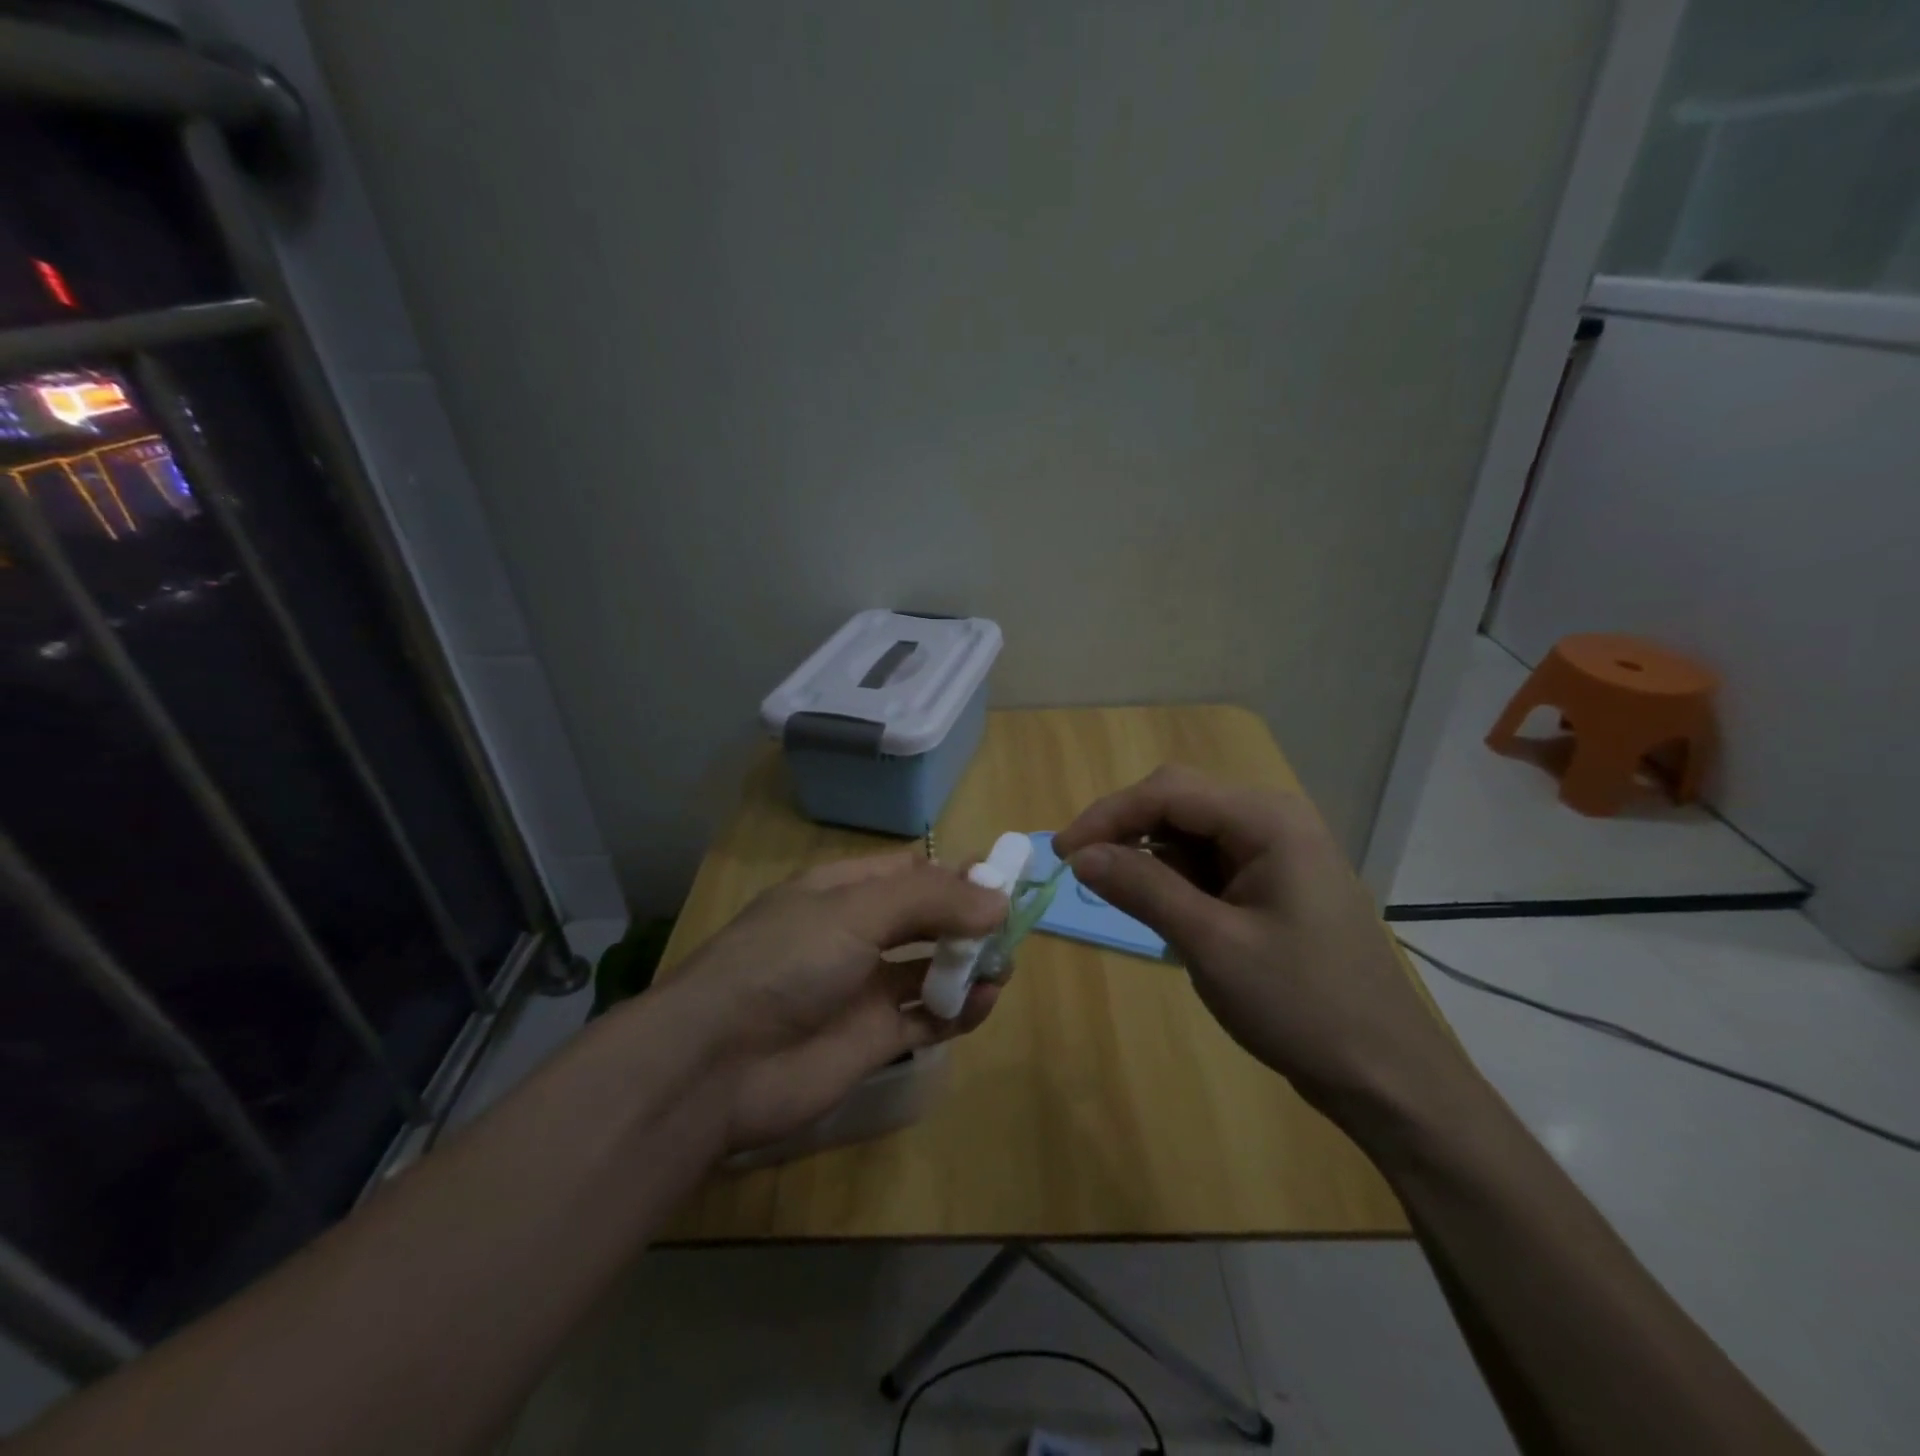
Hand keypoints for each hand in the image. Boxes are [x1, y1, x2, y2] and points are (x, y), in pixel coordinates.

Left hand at [678, 852, 1007, 1152]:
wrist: (718, 1063)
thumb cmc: (786, 962)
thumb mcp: (856, 911)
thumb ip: (930, 900)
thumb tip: (998, 899)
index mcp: (843, 892)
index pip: (911, 872)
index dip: (956, 874)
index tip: (1004, 881)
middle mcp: (856, 934)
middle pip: (926, 919)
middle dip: (969, 920)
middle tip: (1011, 929)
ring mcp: (865, 989)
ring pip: (931, 968)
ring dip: (969, 965)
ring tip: (1000, 968)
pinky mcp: (874, 1040)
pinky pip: (928, 1018)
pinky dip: (959, 1010)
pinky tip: (983, 1002)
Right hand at [1053, 765, 1464, 1116]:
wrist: (1385, 1076)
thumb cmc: (1301, 1005)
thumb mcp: (1211, 944)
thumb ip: (1142, 888)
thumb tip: (1079, 855)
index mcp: (1268, 820)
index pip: (1168, 791)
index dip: (1108, 815)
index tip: (1062, 854)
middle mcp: (1274, 820)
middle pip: (1180, 801)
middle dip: (1126, 829)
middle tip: (1082, 869)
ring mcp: (1277, 852)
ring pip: (1191, 831)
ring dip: (1148, 855)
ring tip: (1115, 893)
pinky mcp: (1273, 883)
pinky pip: (1209, 862)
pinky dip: (1174, 878)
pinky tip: (1160, 908)